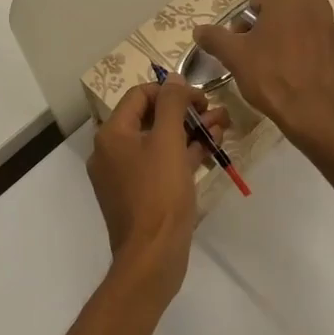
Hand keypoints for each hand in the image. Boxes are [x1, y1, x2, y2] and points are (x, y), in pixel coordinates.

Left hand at [86, 80, 228, 304]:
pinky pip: (160, 165)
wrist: (152, 256)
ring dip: (190, 132)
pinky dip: (183, 155)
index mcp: (111, 134)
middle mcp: (112, 151)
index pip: (140, 95)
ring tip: (222, 129)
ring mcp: (124, 175)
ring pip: (159, 142)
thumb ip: (172, 104)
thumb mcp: (168, 141)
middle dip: (186, 113)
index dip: (172, 91)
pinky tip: (210, 151)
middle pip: (151, 118)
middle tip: (217, 113)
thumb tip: (174, 78)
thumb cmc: (159, 193)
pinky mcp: (139, 195)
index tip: (201, 99)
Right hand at [192, 0, 333, 158]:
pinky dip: (328, 57)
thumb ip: (215, 39)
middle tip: (270, 40)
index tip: (241, 43)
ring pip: (321, 24)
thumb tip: (199, 30)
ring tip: (293, 62)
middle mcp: (319, 8)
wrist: (318, 115)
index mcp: (289, 0)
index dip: (248, 20)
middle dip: (285, 12)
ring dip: (308, 34)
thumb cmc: (272, 78)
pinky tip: (316, 75)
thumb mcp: (235, 58)